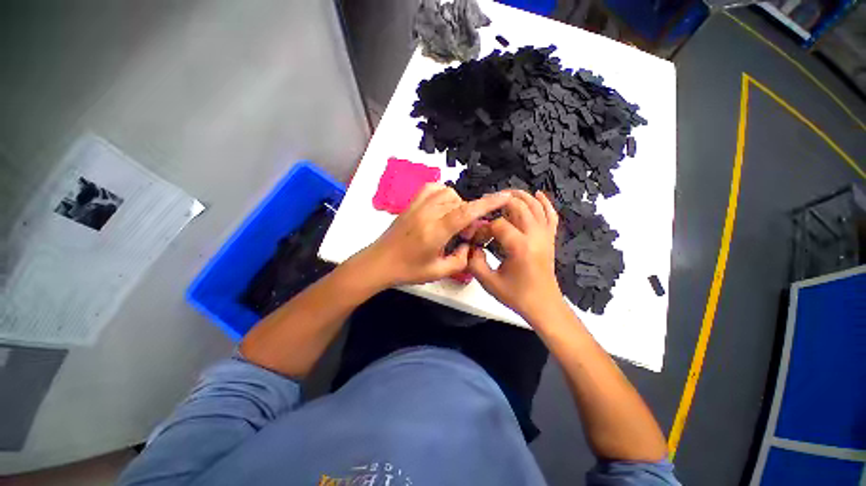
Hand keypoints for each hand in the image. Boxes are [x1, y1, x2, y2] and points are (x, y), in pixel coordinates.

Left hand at [360, 184, 510, 286]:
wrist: (379, 262)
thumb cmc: (407, 270)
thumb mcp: (437, 272)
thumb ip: (460, 260)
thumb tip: (469, 245)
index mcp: (434, 232)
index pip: (464, 213)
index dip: (486, 204)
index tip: (503, 197)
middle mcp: (427, 214)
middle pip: (459, 203)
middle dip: (470, 215)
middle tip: (465, 233)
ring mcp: (417, 206)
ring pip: (448, 193)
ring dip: (458, 205)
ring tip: (453, 222)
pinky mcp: (411, 204)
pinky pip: (432, 188)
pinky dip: (443, 194)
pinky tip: (443, 207)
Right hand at [468, 190, 562, 320]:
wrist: (543, 305)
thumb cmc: (517, 296)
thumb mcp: (489, 282)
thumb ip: (474, 262)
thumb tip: (471, 246)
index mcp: (520, 246)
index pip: (498, 225)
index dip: (483, 228)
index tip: (476, 238)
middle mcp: (535, 236)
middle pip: (519, 207)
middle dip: (501, 201)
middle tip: (486, 203)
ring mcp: (545, 236)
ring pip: (535, 206)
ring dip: (521, 196)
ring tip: (505, 194)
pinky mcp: (550, 239)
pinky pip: (551, 215)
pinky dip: (545, 203)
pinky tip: (538, 194)